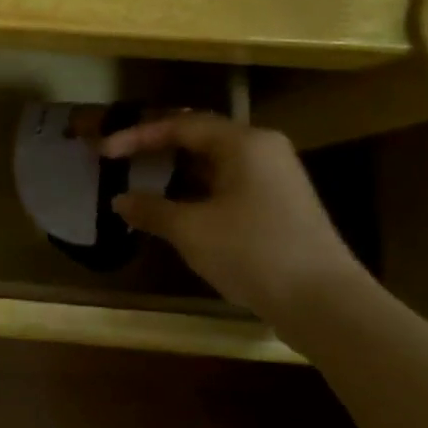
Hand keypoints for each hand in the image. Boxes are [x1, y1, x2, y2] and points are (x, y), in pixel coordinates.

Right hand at [100, 113, 362, 317]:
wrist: (324, 302)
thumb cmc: (252, 252)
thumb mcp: (191, 230)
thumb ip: (151, 209)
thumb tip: (120, 200)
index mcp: (243, 143)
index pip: (180, 125)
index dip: (136, 136)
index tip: (104, 152)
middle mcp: (262, 150)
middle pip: (199, 136)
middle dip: (156, 145)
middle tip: (120, 156)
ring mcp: (274, 177)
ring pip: (213, 161)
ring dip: (175, 168)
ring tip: (140, 178)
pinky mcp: (278, 204)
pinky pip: (226, 182)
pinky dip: (195, 188)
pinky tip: (174, 206)